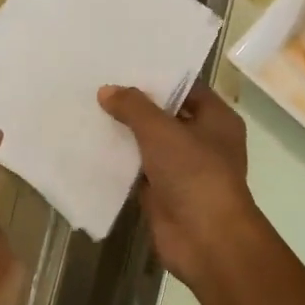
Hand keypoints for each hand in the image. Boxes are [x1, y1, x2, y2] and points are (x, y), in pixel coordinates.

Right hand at [98, 83, 269, 302]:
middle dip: (135, 104)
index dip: (157, 76)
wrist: (206, 240)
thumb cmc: (194, 174)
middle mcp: (203, 141)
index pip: (186, 87)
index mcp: (216, 119)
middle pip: (166, 115)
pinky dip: (119, 162)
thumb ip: (134, 108)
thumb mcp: (162, 132)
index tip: (124, 64)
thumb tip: (107, 90)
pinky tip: (90, 146)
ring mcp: (183, 169)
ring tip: (88, 109)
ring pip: (149, 144)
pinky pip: (138, 171)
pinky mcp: (164, 193)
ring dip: (125, 133)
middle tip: (98, 83)